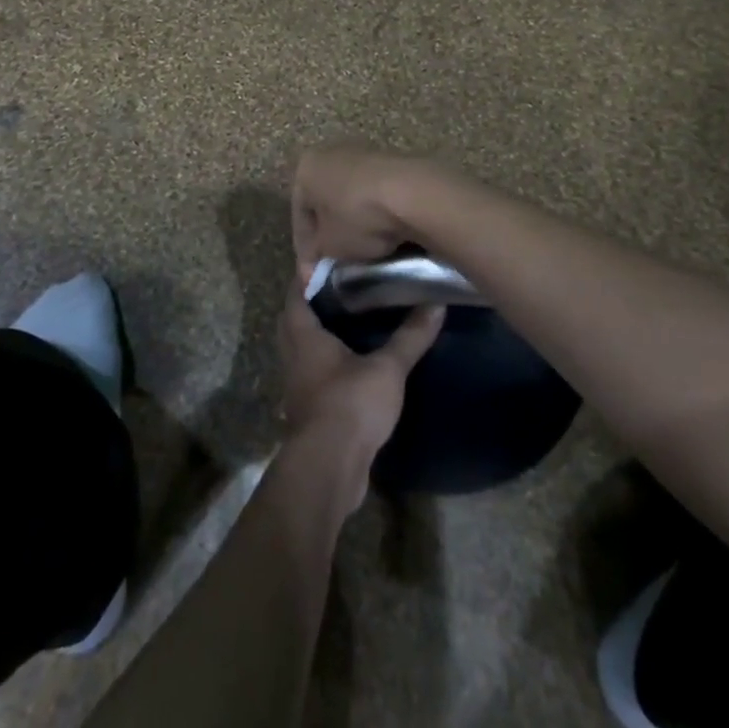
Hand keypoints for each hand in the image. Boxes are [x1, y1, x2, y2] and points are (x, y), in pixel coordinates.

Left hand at [278, 277, 443, 511]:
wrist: (329, 468)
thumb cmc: (350, 404)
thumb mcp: (387, 368)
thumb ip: (410, 337)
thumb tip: (436, 304)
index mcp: (303, 335)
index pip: (296, 292)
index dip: (307, 274)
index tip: (328, 259)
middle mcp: (293, 356)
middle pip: (294, 320)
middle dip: (312, 303)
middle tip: (341, 288)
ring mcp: (297, 385)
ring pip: (301, 349)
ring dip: (318, 336)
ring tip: (349, 322)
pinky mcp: (308, 411)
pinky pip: (312, 375)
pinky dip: (326, 364)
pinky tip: (351, 365)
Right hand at [290, 145, 445, 286]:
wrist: (413, 194)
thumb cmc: (358, 217)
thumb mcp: (329, 246)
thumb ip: (318, 254)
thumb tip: (320, 263)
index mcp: (306, 168)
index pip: (299, 216)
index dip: (306, 252)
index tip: (314, 278)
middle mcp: (331, 153)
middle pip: (325, 203)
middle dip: (329, 234)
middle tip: (335, 264)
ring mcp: (364, 153)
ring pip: (350, 197)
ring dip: (354, 223)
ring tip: (362, 252)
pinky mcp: (393, 160)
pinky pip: (375, 194)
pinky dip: (375, 214)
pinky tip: (384, 235)